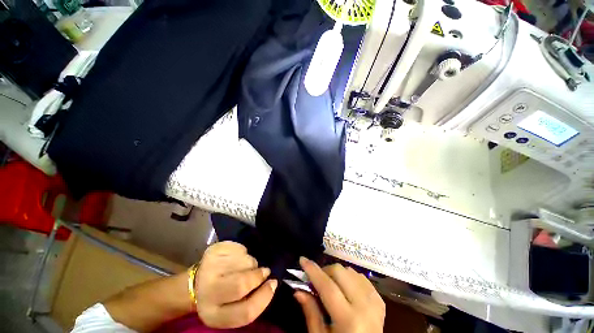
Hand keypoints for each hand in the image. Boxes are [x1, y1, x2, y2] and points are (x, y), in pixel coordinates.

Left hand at [195, 241, 277, 328]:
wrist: (196, 284)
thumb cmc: (220, 299)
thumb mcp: (233, 309)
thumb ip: (251, 302)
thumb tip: (272, 282)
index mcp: (214, 315)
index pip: (245, 311)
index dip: (264, 297)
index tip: (273, 283)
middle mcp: (208, 292)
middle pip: (242, 283)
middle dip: (258, 275)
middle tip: (264, 271)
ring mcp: (209, 268)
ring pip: (244, 261)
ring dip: (251, 263)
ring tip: (244, 267)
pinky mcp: (213, 250)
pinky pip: (240, 248)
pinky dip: (244, 252)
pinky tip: (236, 258)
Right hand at [294, 258, 384, 332]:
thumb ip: (310, 312)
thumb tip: (298, 290)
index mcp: (349, 320)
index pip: (328, 287)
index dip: (313, 271)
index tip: (302, 259)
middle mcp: (364, 307)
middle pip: (340, 272)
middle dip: (325, 271)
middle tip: (317, 280)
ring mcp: (375, 302)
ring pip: (351, 271)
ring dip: (337, 274)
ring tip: (331, 285)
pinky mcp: (380, 301)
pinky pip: (361, 278)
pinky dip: (350, 278)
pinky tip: (345, 288)